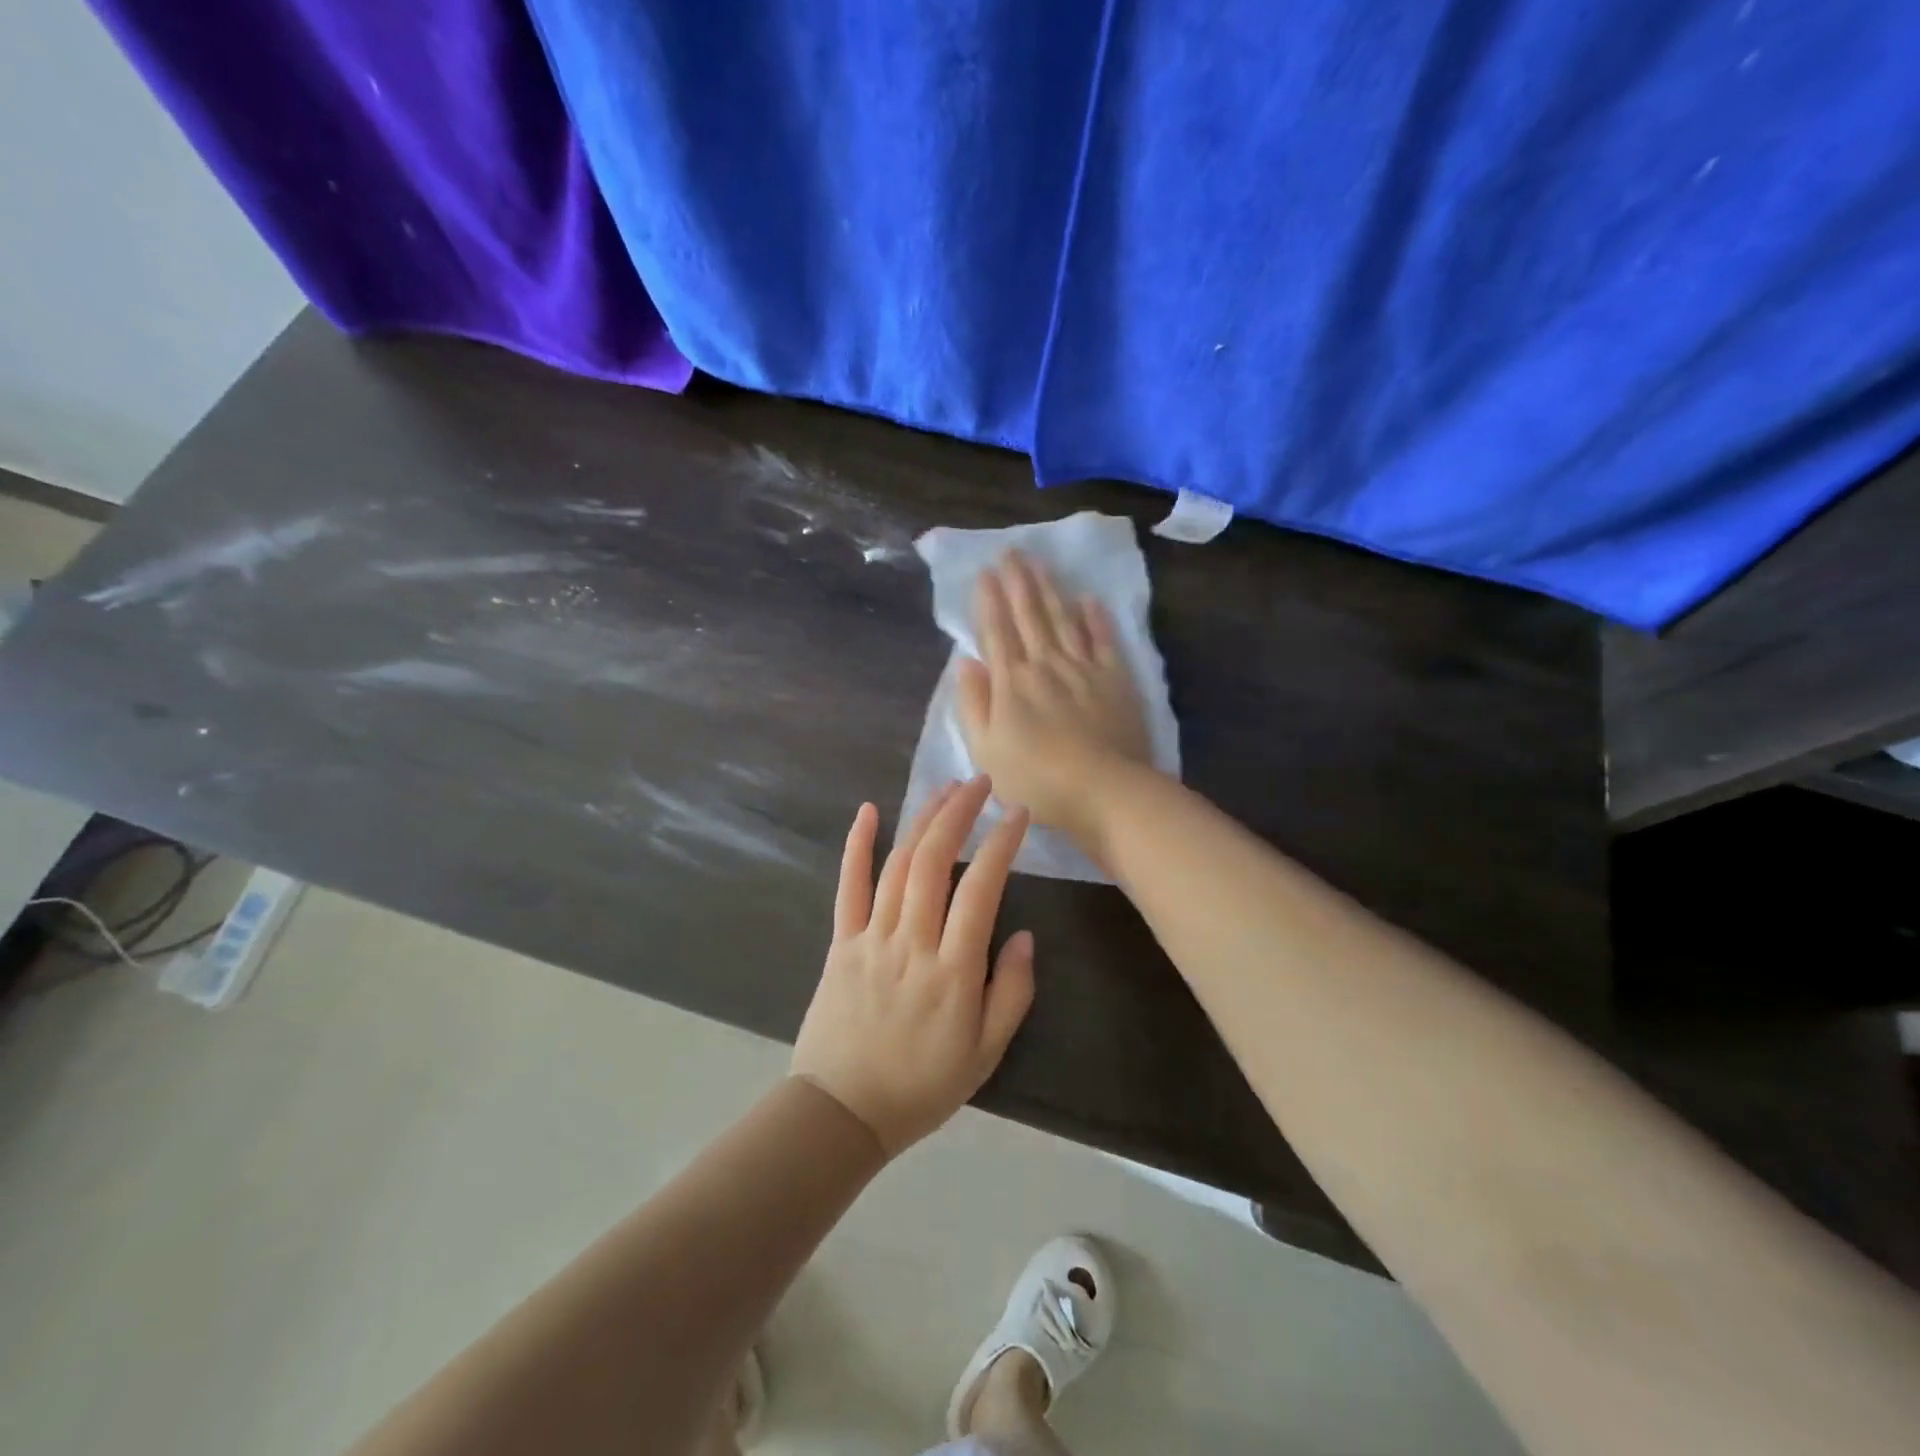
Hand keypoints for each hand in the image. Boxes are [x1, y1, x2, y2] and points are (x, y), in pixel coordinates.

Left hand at [792, 778, 1035, 1155]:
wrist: (842, 1111)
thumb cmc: (922, 1085)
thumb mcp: (986, 1053)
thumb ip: (1012, 993)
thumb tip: (1025, 936)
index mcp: (953, 970)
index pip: (980, 889)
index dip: (1001, 844)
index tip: (1019, 814)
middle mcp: (911, 942)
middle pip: (934, 861)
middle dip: (959, 813)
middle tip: (981, 784)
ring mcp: (871, 938)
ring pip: (897, 864)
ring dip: (923, 820)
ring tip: (945, 789)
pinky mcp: (841, 942)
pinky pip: (848, 887)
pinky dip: (857, 845)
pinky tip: (868, 811)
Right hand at [957, 550, 1153, 834]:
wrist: (1104, 792)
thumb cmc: (1036, 780)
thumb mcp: (986, 750)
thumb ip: (974, 704)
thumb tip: (965, 662)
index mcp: (1011, 682)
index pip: (997, 631)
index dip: (989, 600)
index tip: (985, 572)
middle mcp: (1046, 664)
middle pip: (1030, 615)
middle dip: (1018, 581)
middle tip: (1011, 551)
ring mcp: (1084, 668)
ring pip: (1063, 619)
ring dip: (1050, 589)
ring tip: (1040, 562)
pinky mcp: (1116, 679)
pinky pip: (1103, 639)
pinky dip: (1095, 618)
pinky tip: (1089, 599)